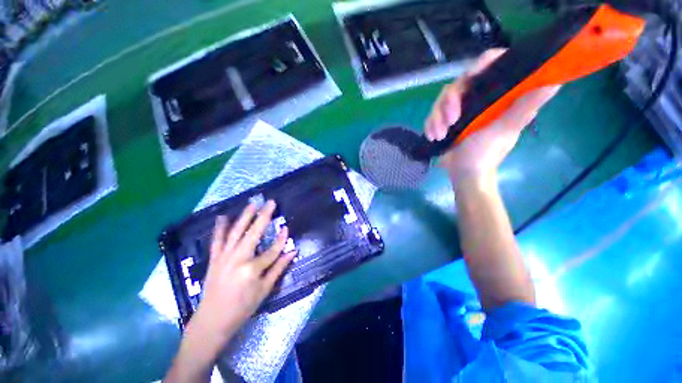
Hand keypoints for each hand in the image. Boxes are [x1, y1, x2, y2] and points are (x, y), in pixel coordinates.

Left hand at [188, 201, 295, 345]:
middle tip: (270, 202)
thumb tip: (293, 252)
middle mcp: (238, 259)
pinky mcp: (214, 259)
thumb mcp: (264, 290)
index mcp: (252, 269)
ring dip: (245, 217)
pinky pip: (217, 240)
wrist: (212, 321)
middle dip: (264, 216)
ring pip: (236, 232)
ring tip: (252, 204)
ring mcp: (224, 257)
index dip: (281, 239)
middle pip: (254, 233)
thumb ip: (279, 268)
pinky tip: (223, 217)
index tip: (287, 227)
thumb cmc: (242, 308)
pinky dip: (220, 228)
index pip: (272, 250)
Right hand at [425, 49, 560, 184]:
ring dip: (437, 118)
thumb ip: (525, 106)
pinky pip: (432, 115)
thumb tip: (555, 81)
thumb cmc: (487, 153)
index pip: (491, 65)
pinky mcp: (445, 120)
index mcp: (496, 95)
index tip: (470, 76)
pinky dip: (430, 125)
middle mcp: (477, 98)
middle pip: (459, 83)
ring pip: (442, 100)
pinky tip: (434, 137)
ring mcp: (459, 110)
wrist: (464, 173)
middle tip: (450, 122)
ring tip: (439, 135)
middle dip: (449, 103)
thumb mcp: (506, 129)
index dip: (481, 64)